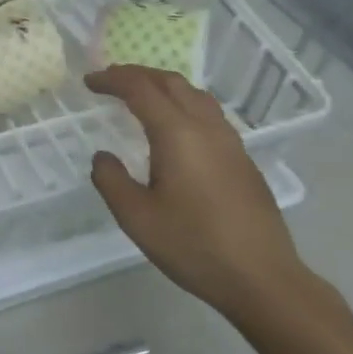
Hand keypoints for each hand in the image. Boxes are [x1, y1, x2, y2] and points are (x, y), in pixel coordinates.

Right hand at [86, 65, 311, 320]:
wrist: (263, 279)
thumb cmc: (195, 246)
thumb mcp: (137, 218)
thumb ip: (111, 180)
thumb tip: (103, 157)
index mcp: (177, 133)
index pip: (140, 89)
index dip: (112, 80)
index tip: (89, 82)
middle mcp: (206, 127)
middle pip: (170, 82)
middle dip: (137, 74)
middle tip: (111, 81)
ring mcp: (230, 142)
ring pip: (194, 94)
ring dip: (163, 86)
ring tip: (141, 97)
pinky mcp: (243, 159)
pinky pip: (208, 113)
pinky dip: (182, 104)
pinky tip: (176, 128)